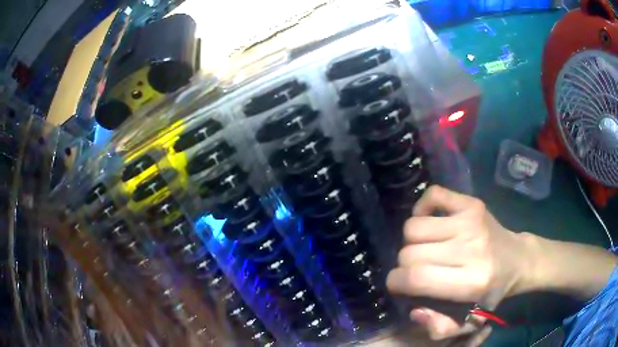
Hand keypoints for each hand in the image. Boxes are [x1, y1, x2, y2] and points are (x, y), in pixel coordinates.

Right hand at [386, 186, 527, 344]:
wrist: (516, 259)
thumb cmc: (491, 293)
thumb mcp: (469, 322)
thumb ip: (439, 327)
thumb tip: (415, 310)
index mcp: (470, 282)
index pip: (415, 279)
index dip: (396, 282)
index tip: (399, 284)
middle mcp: (470, 249)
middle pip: (410, 252)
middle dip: (405, 264)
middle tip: (418, 268)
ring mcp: (471, 221)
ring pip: (414, 226)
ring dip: (412, 240)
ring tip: (425, 247)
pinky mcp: (471, 203)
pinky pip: (432, 195)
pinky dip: (422, 207)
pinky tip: (430, 220)